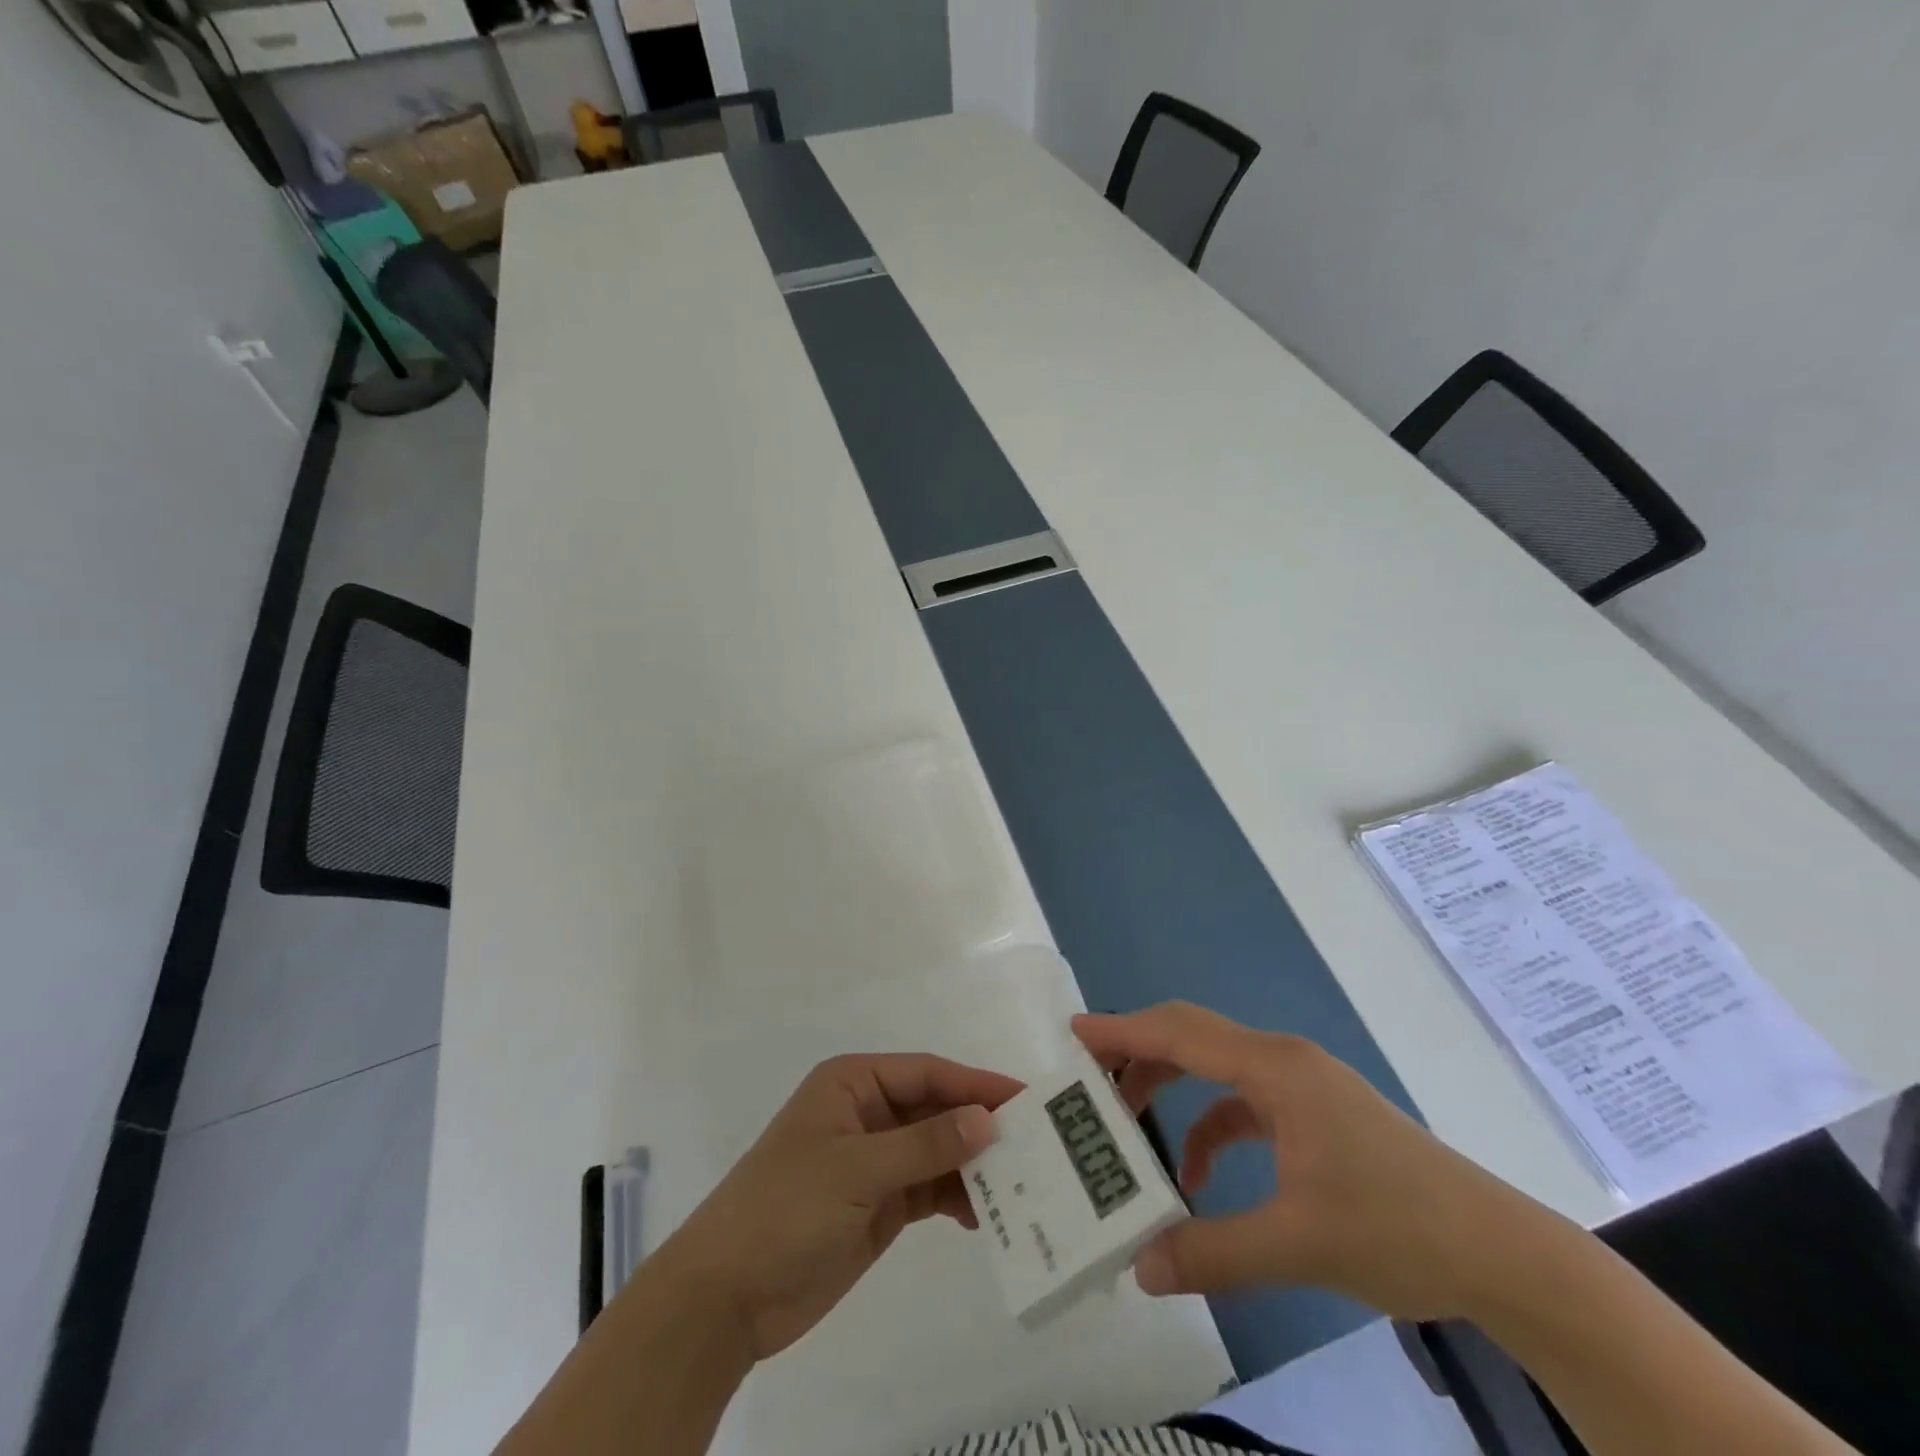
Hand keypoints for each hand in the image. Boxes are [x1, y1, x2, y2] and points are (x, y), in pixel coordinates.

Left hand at [655, 1053, 1023, 1361]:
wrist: (726, 1297)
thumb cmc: (786, 1209)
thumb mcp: (857, 1169)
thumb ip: (925, 1145)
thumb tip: (989, 1121)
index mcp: (854, 1083)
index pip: (927, 1073)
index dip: (976, 1085)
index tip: (1027, 1099)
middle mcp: (868, 1113)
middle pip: (936, 1110)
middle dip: (980, 1127)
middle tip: (1037, 1146)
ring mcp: (875, 1160)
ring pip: (937, 1151)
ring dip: (973, 1167)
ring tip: (1021, 1186)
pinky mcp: (879, 1204)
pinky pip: (929, 1189)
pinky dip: (957, 1198)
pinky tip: (987, 1215)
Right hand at [1075, 1002, 1554, 1320]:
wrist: (1500, 1252)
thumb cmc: (1397, 1228)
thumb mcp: (1297, 1244)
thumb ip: (1213, 1252)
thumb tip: (1140, 1268)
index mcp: (1275, 1069)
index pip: (1180, 1033)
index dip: (1124, 1031)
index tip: (1075, 1035)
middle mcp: (1283, 1061)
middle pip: (1193, 1039)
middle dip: (1139, 1056)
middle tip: (1091, 1083)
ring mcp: (1302, 1085)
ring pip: (1216, 1069)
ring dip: (1172, 1090)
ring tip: (1131, 1126)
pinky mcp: (1315, 1113)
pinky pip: (1244, 1103)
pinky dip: (1211, 1126)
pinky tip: (1201, 1176)